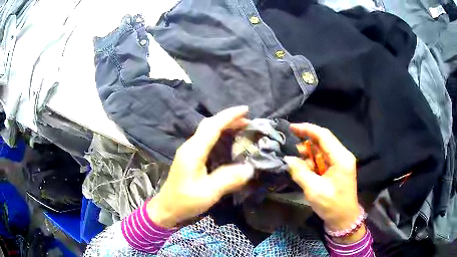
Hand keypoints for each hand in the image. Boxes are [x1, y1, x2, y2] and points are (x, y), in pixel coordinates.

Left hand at [147, 106, 254, 227]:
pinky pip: (205, 139)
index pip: (212, 127)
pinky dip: (218, 134)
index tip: (246, 110)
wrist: (167, 208)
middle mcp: (189, 147)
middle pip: (208, 125)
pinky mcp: (189, 157)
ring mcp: (188, 151)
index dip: (229, 116)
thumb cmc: (185, 201)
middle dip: (228, 119)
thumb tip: (249, 168)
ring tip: (241, 126)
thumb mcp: (208, 193)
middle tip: (247, 119)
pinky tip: (227, 139)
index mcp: (193, 152)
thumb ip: (228, 180)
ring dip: (223, 125)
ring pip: (206, 130)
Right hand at [284, 123, 363, 242]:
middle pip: (323, 141)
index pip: (324, 135)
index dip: (307, 129)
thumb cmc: (332, 205)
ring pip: (322, 151)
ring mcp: (340, 163)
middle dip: (306, 143)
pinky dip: (312, 162)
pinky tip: (303, 168)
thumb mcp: (314, 189)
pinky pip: (323, 160)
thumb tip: (288, 159)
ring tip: (294, 160)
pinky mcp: (337, 170)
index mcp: (341, 158)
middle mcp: (342, 156)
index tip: (291, 128)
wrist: (344, 220)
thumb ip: (300, 172)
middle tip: (289, 148)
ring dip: (308, 154)